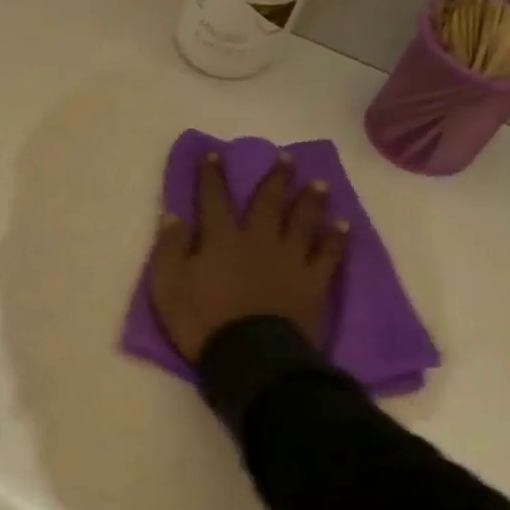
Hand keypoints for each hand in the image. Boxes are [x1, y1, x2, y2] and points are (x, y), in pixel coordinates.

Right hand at [148, 152, 347, 363]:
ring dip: (310, 200)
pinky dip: (336, 238)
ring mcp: (289, 259)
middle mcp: (258, 239)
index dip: (212, 176)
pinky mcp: (312, 281)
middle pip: (268, 202)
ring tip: (318, 183)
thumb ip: (169, 248)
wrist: (248, 354)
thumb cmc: (200, 320)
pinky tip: (342, 226)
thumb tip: (171, 216)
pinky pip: (328, 254)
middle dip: (275, 178)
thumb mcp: (167, 285)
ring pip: (302, 221)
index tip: (215, 155)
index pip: (214, 199)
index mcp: (221, 239)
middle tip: (286, 158)